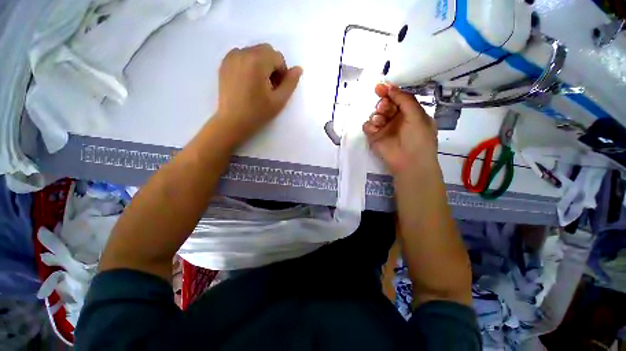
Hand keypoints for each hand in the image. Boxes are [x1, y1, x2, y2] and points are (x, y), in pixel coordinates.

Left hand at [215, 44, 302, 144]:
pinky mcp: (224, 63)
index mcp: (257, 61)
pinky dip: (249, 64)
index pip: (278, 57)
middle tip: (270, 87)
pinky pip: (242, 56)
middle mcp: (243, 53)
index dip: (282, 73)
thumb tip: (299, 68)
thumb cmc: (258, 113)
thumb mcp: (279, 100)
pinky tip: (248, 81)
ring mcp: (231, 57)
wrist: (233, 122)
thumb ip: (290, 83)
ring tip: (259, 85)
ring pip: (254, 52)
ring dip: (261, 64)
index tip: (278, 88)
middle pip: (266, 51)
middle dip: (272, 66)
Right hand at [363, 84, 437, 174]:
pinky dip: (369, 125)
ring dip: (377, 115)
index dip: (389, 91)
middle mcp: (395, 119)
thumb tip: (391, 88)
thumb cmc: (418, 138)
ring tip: (381, 121)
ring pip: (375, 114)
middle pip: (384, 104)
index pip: (397, 98)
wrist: (409, 162)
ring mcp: (383, 128)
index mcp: (408, 112)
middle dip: (383, 104)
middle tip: (384, 107)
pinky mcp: (374, 137)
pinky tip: (375, 129)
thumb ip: (404, 99)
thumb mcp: (417, 115)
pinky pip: (367, 126)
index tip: (380, 87)